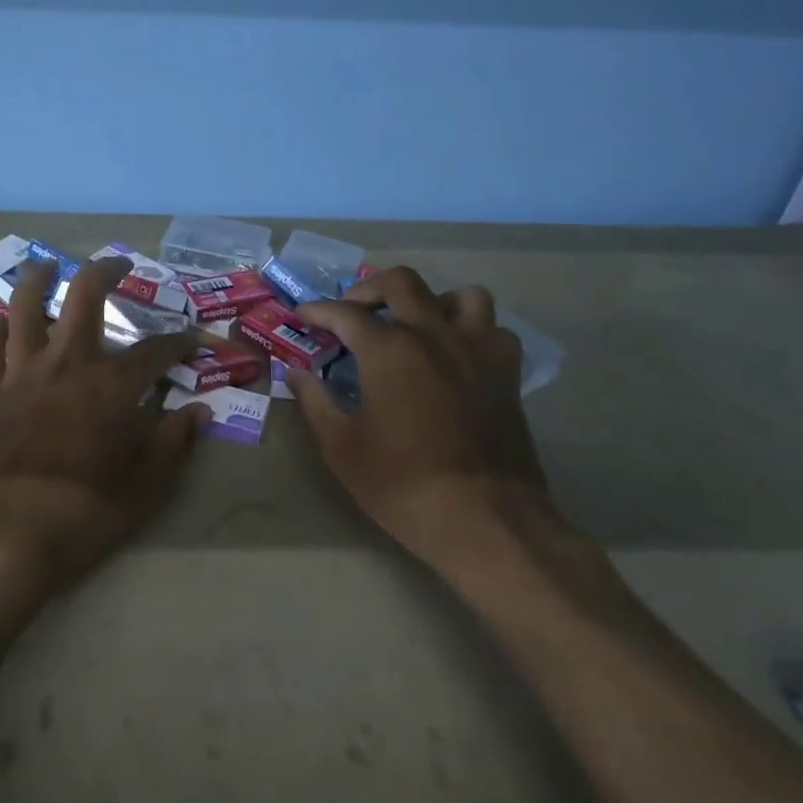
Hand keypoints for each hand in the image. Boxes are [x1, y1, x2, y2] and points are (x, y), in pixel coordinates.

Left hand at [0, 256, 209, 614]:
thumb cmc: (81, 515)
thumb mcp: (145, 489)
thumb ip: (173, 445)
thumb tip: (198, 413)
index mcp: (111, 385)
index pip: (156, 351)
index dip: (179, 342)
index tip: (193, 339)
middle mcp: (66, 364)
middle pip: (84, 297)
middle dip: (106, 272)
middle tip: (119, 264)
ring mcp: (20, 374)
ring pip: (26, 308)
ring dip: (38, 280)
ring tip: (47, 265)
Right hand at [286, 267, 556, 565]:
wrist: (484, 519)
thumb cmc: (402, 483)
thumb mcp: (342, 447)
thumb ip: (315, 401)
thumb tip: (296, 373)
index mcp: (389, 349)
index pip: (344, 313)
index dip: (317, 311)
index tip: (302, 315)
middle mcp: (434, 334)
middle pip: (401, 283)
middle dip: (369, 289)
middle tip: (353, 312)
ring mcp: (477, 350)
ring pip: (461, 296)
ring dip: (431, 301)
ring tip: (414, 325)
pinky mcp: (507, 373)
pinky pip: (494, 329)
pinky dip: (473, 330)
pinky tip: (456, 354)